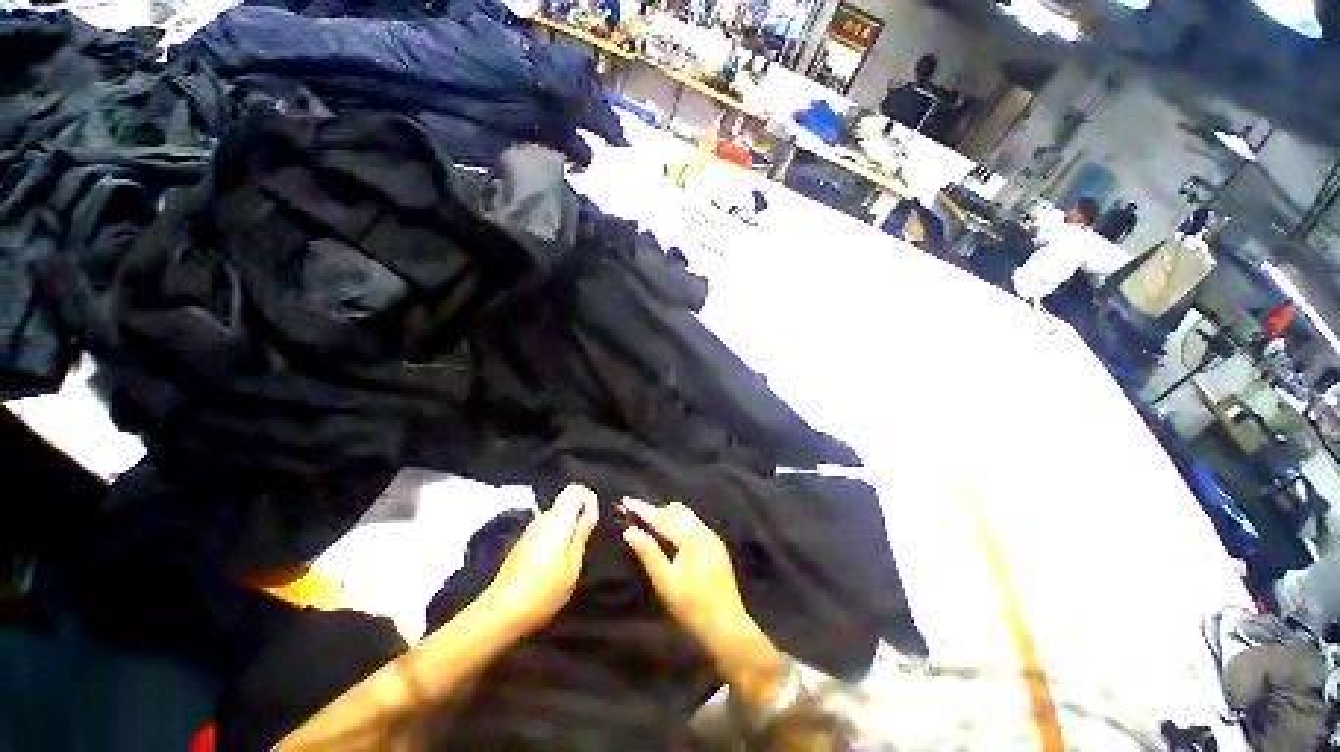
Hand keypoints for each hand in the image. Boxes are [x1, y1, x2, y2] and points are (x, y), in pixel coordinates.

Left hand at [479, 483, 598, 636]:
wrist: (499, 615)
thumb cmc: (543, 590)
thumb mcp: (572, 564)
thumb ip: (582, 532)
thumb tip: (590, 511)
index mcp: (557, 519)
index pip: (575, 488)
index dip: (589, 500)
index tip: (593, 523)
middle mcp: (542, 519)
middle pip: (567, 503)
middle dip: (580, 518)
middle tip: (584, 546)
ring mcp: (529, 532)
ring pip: (557, 518)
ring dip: (568, 531)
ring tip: (570, 560)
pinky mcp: (522, 545)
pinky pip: (546, 531)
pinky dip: (556, 541)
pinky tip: (553, 567)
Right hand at [620, 499, 783, 705]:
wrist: (728, 630)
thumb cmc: (693, 609)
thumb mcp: (666, 584)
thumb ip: (648, 554)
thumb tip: (629, 530)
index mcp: (693, 539)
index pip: (664, 517)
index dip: (643, 509)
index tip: (626, 501)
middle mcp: (705, 532)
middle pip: (677, 511)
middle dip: (656, 513)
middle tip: (636, 521)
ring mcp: (712, 538)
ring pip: (685, 516)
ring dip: (667, 518)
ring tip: (649, 529)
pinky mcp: (715, 546)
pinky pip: (692, 525)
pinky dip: (677, 526)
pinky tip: (669, 540)